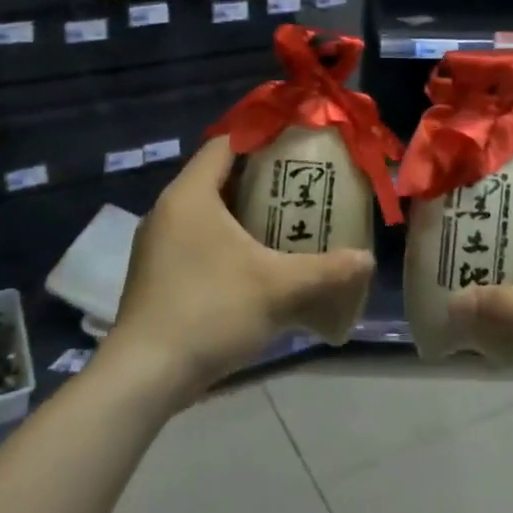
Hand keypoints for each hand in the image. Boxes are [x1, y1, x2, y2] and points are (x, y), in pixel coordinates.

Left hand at [105, 137, 373, 401]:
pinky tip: (255, 265)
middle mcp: (167, 211)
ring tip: (286, 224)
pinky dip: (227, 242)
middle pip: (218, 177)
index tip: (297, 145)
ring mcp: (157, 245)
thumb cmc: (211, 312)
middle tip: (302, 187)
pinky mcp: (156, 275)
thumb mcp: (278, 288)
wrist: (145, 375)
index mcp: (190, 195)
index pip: (225, 143)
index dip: (262, 137)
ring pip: (207, 213)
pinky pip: (197, 241)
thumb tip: (367, 259)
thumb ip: (327, 270)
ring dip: (244, 215)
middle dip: (261, 180)